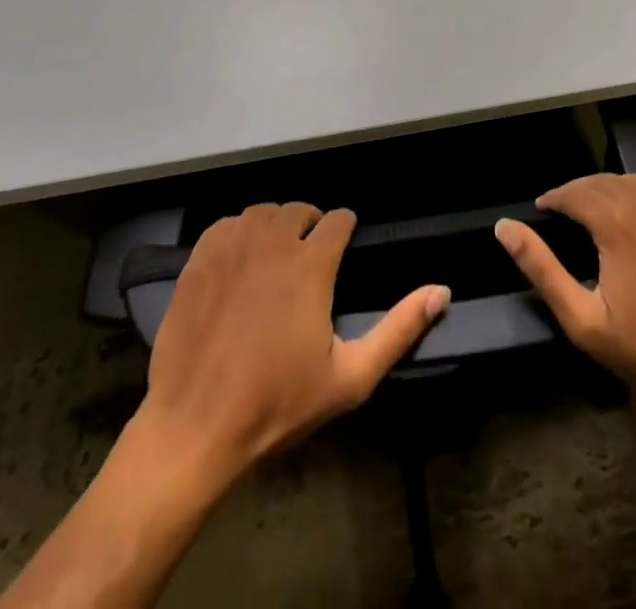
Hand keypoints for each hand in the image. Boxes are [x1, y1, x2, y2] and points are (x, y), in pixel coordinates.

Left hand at [142, 202, 449, 477]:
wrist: (194, 427)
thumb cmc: (277, 404)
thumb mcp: (350, 378)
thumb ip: (399, 330)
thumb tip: (441, 291)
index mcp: (310, 265)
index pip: (338, 219)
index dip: (346, 228)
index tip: (344, 246)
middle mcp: (273, 242)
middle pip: (299, 209)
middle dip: (311, 226)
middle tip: (311, 258)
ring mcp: (231, 247)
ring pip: (263, 213)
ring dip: (275, 226)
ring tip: (277, 256)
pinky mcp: (199, 259)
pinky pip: (226, 224)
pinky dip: (239, 232)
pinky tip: (240, 260)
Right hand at [495, 174, 635, 416]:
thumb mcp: (582, 319)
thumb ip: (540, 268)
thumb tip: (505, 228)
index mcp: (618, 222)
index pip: (575, 191)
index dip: (555, 198)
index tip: (545, 210)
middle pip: (604, 182)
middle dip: (582, 194)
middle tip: (572, 217)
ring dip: (616, 191)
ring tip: (606, 214)